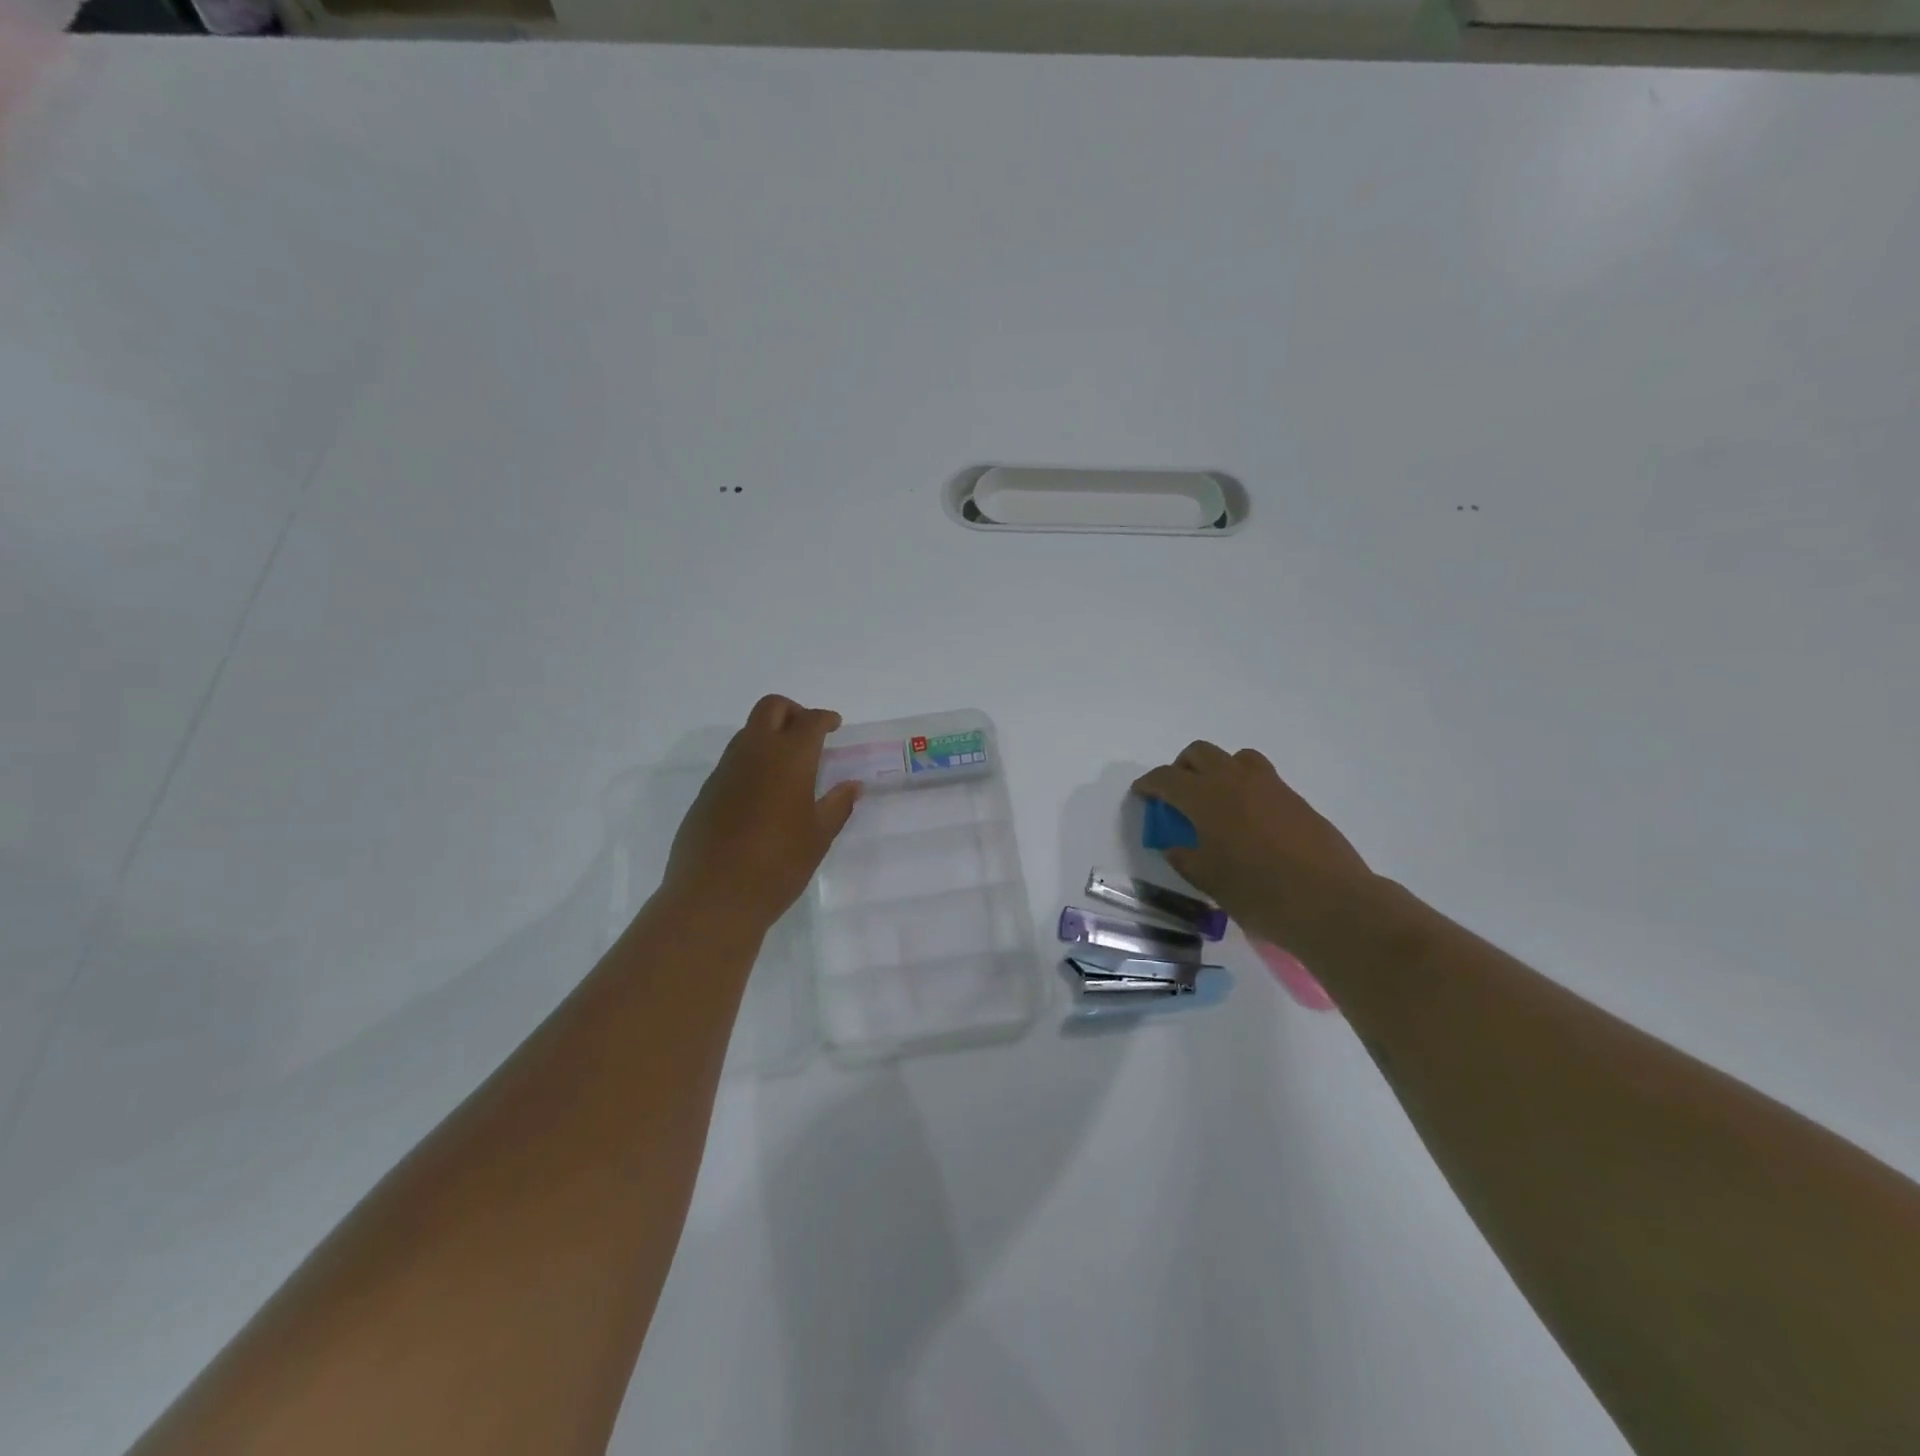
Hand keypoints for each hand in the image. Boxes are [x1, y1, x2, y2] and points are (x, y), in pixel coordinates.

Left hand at [662, 695, 860, 931]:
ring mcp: (725, 771)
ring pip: (748, 732)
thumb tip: (852, 786)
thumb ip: (837, 805)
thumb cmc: (778, 864)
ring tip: (789, 766)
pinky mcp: (707, 792)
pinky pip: (733, 761)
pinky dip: (752, 761)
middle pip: (771, 708)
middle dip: (793, 711)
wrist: (714, 896)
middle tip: (810, 734)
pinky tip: (764, 794)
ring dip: (770, 735)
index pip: (810, 721)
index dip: (825, 719)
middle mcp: (754, 753)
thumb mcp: (818, 836)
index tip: (835, 726)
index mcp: (789, 758)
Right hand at [1132, 743, 1378, 953]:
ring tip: (1214, 801)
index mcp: (1206, 798)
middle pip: (1199, 753)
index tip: (1141, 794)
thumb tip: (1176, 846)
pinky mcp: (1295, 798)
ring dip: (1216, 769)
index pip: (1167, 778)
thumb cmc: (1258, 893)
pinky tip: (1247, 819)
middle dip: (1181, 769)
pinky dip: (1243, 785)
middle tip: (1176, 797)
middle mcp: (1235, 780)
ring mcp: (1269, 786)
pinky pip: (1260, 776)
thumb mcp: (1208, 880)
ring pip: (1234, 757)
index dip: (1149, 784)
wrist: (1330, 902)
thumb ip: (1185, 857)